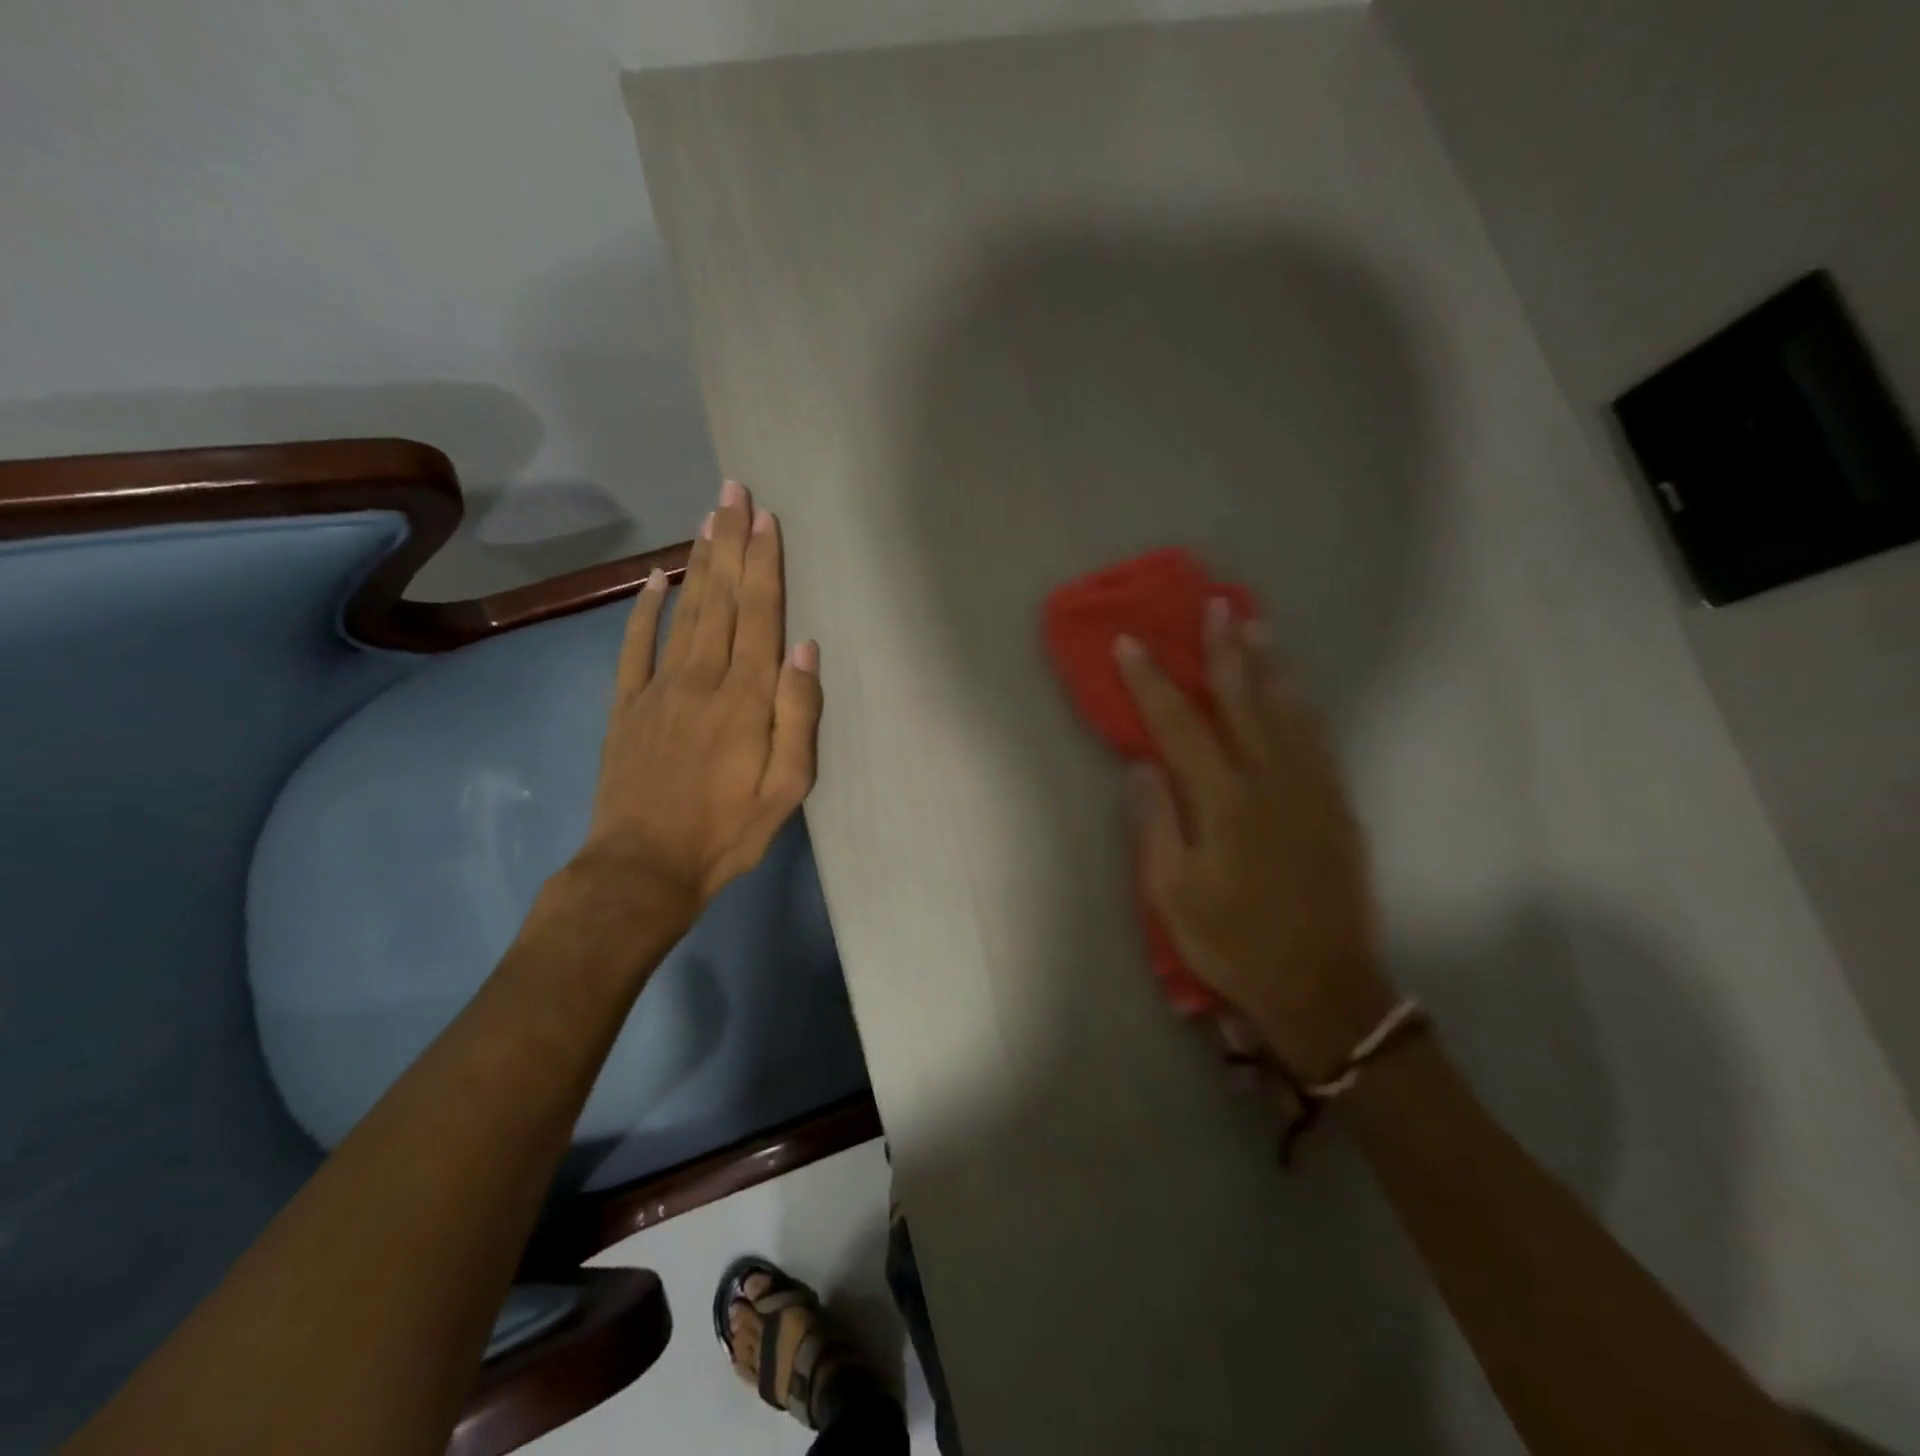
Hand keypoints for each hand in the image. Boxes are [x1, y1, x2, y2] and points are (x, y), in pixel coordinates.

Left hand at [579, 480, 822, 917]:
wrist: (643, 868)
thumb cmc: (727, 832)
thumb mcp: (786, 788)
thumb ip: (798, 716)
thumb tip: (806, 650)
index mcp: (745, 698)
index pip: (759, 616)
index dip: (764, 565)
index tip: (767, 518)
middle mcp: (702, 679)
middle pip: (721, 599)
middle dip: (730, 543)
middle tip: (733, 491)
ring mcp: (658, 689)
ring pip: (684, 612)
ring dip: (698, 563)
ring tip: (708, 519)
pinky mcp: (627, 706)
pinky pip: (635, 646)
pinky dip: (643, 610)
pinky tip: (654, 580)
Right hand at [1115, 601, 1394, 1082]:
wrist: (1323, 987)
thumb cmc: (1234, 944)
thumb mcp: (1173, 895)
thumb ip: (1156, 823)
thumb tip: (1143, 765)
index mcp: (1223, 802)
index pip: (1180, 725)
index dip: (1152, 683)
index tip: (1130, 644)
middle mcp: (1270, 781)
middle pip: (1243, 701)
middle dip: (1224, 651)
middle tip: (1216, 606)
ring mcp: (1311, 790)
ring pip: (1287, 711)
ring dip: (1268, 665)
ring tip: (1256, 626)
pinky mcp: (1338, 805)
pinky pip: (1317, 738)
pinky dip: (1301, 704)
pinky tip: (1293, 689)